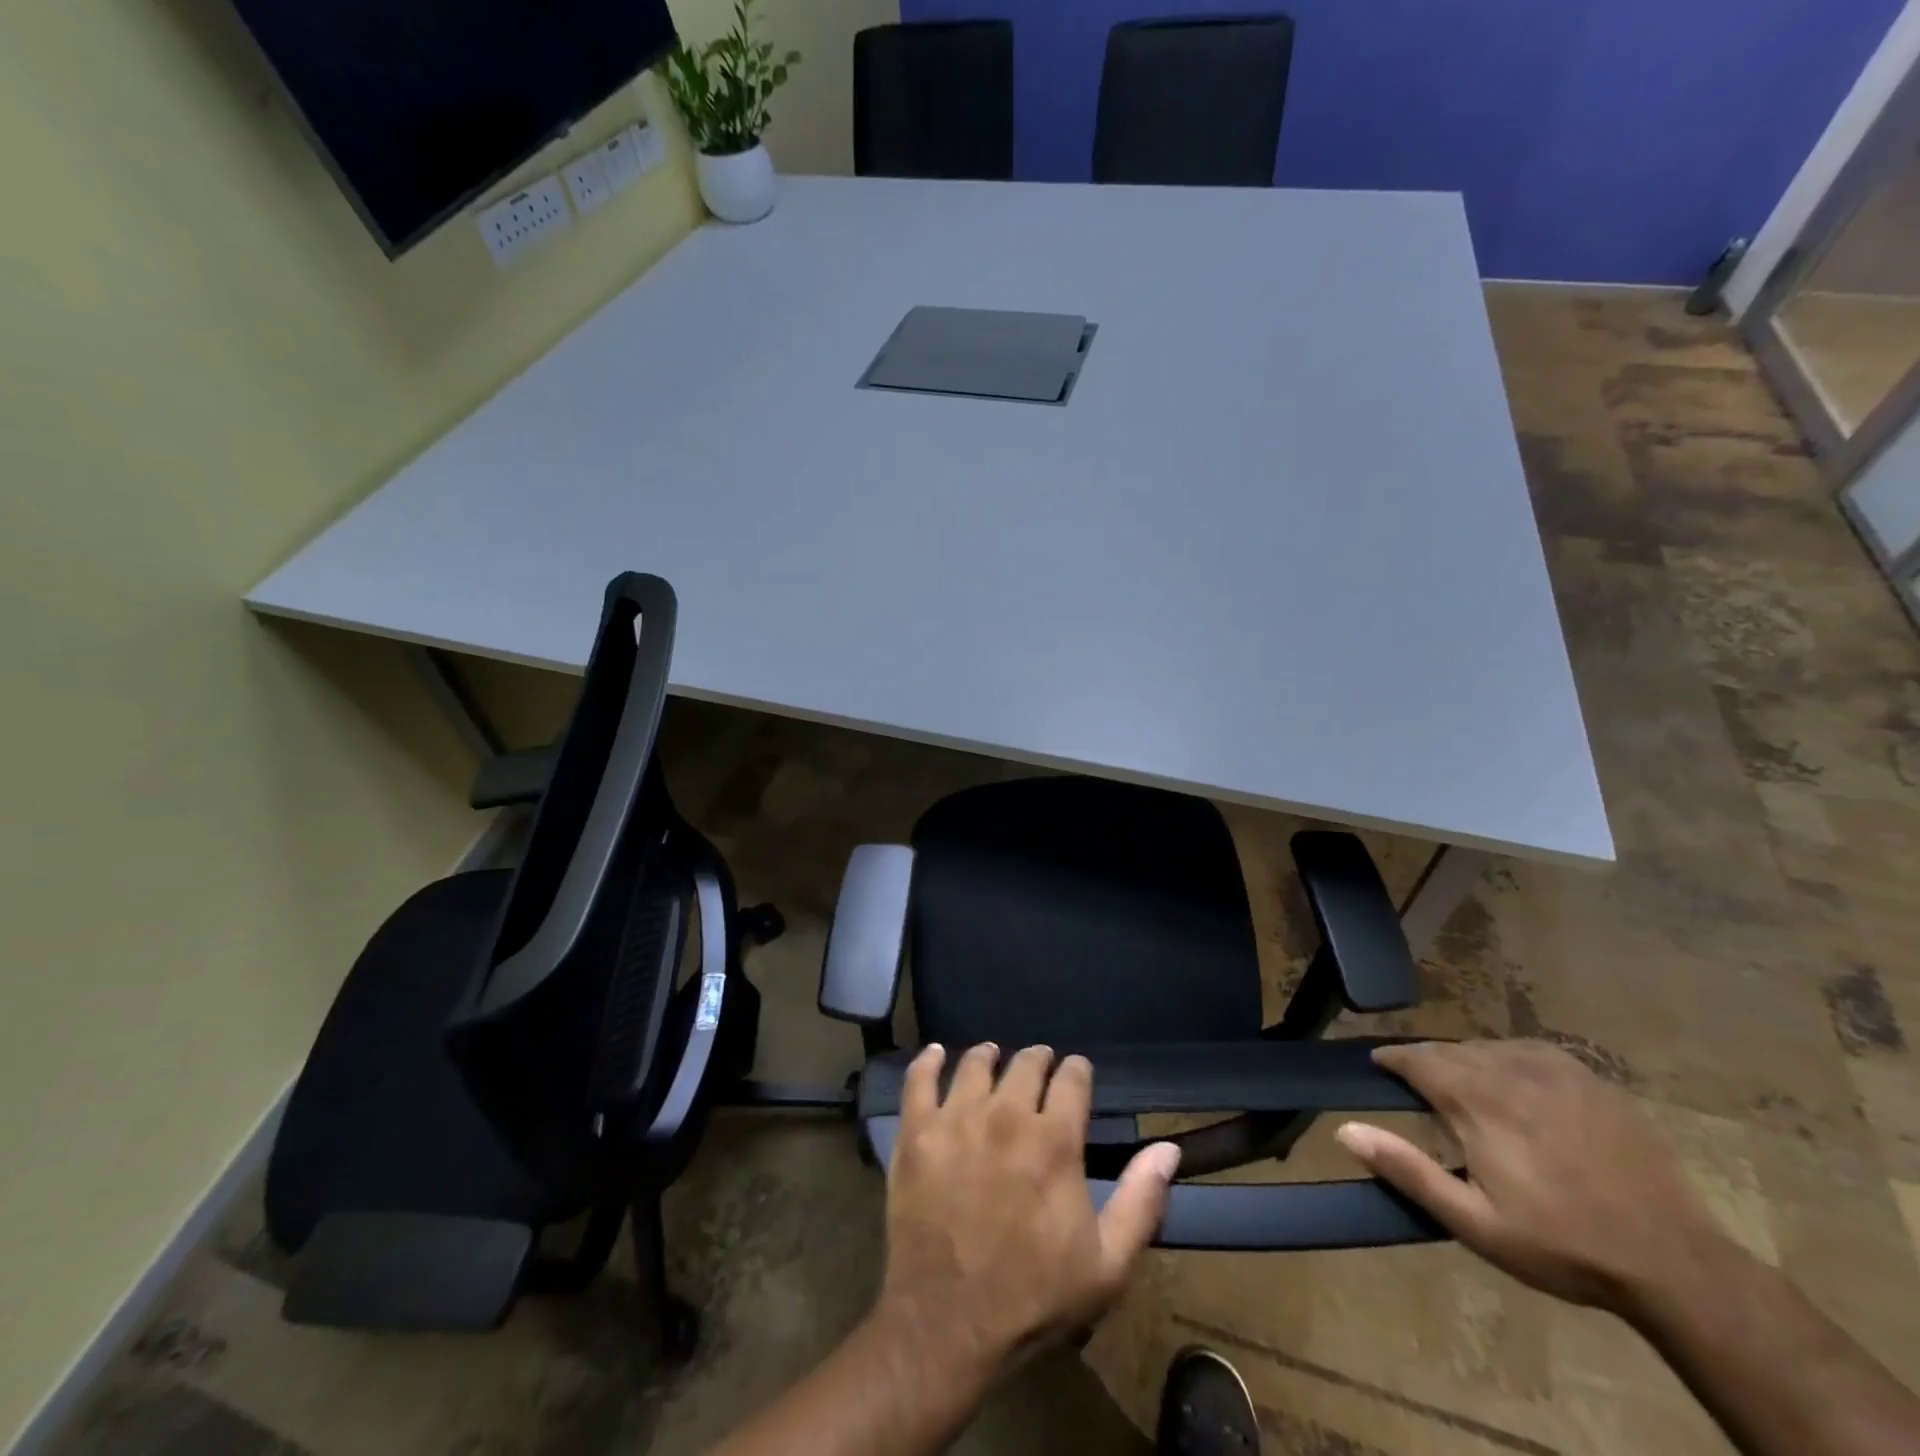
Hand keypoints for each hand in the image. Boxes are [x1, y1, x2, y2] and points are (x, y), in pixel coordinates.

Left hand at [876, 1043, 1180, 1374]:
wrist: (948, 1326)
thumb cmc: (1034, 1297)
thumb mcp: (1107, 1265)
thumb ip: (1141, 1200)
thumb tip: (1168, 1149)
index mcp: (1054, 1139)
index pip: (1072, 1078)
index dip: (1077, 1071)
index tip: (1076, 1073)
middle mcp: (1005, 1115)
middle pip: (1025, 1062)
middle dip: (1038, 1060)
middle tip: (1038, 1067)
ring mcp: (956, 1119)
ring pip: (975, 1063)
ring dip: (989, 1056)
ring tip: (992, 1057)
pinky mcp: (916, 1133)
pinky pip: (919, 1079)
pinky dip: (929, 1061)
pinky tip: (936, 1055)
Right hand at [1336, 1040, 1723, 1311]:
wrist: (1673, 1263)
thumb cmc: (1561, 1245)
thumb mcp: (1474, 1222)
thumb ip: (1408, 1170)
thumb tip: (1345, 1131)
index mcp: (1476, 1101)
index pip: (1417, 1059)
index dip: (1393, 1059)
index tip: (1379, 1066)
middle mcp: (1509, 1071)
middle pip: (1451, 1051)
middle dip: (1428, 1062)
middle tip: (1418, 1085)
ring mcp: (1555, 1072)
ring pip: (1489, 1048)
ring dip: (1466, 1060)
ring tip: (1463, 1086)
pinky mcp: (1591, 1080)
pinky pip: (1530, 1052)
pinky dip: (1507, 1059)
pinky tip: (1513, 1081)